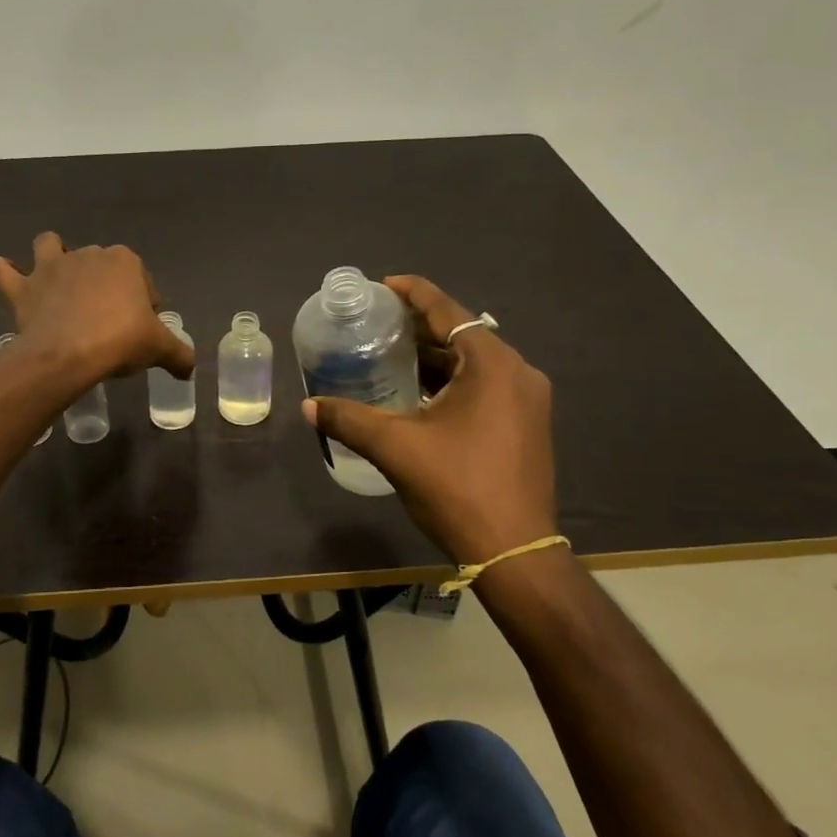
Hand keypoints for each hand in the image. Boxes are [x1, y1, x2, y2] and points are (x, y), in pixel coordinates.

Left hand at [0, 233, 194, 387]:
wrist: (69, 353)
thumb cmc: (120, 341)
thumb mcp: (159, 349)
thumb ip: (179, 355)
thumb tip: (190, 370)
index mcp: (125, 261)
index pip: (142, 282)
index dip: (144, 306)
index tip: (140, 331)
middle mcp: (88, 254)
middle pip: (101, 266)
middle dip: (105, 286)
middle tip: (108, 324)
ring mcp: (52, 267)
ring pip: (50, 246)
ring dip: (52, 257)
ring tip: (57, 282)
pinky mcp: (24, 286)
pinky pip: (4, 270)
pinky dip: (5, 272)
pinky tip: (8, 278)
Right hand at [302, 275, 557, 563]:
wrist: (514, 550)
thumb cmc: (456, 487)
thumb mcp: (395, 448)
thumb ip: (348, 419)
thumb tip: (308, 406)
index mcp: (492, 365)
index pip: (448, 311)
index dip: (413, 293)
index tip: (382, 285)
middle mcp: (518, 373)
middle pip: (462, 334)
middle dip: (420, 328)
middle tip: (378, 324)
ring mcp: (528, 401)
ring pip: (474, 363)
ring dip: (436, 358)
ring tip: (392, 355)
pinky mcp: (527, 425)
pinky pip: (485, 386)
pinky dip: (452, 382)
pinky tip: (420, 395)